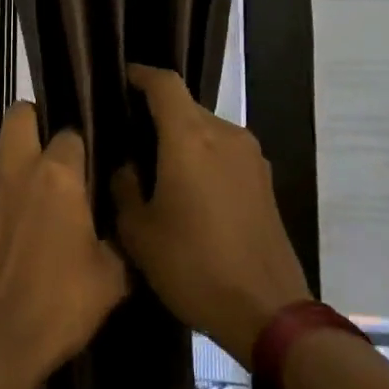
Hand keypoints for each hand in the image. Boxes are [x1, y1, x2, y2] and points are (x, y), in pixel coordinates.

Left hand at [0, 103, 129, 385]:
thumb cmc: (58, 307)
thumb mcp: (110, 279)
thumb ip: (115, 240)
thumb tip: (112, 228)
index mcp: (56, 176)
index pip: (70, 134)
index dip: (81, 149)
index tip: (88, 170)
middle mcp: (14, 170)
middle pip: (20, 116)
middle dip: (35, 124)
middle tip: (51, 160)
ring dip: (15, 174)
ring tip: (30, 217)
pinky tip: (5, 245)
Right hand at [112, 65, 312, 367]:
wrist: (268, 312)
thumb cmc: (193, 266)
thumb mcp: (139, 232)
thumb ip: (124, 187)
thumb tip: (127, 167)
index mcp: (190, 138)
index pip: (165, 84)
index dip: (140, 75)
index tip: (120, 79)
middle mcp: (225, 135)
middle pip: (186, 107)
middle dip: (156, 114)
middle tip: (127, 137)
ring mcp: (251, 158)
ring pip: (206, 131)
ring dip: (180, 139)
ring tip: (154, 167)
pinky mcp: (265, 182)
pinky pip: (224, 153)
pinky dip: (201, 158)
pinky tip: (186, 190)